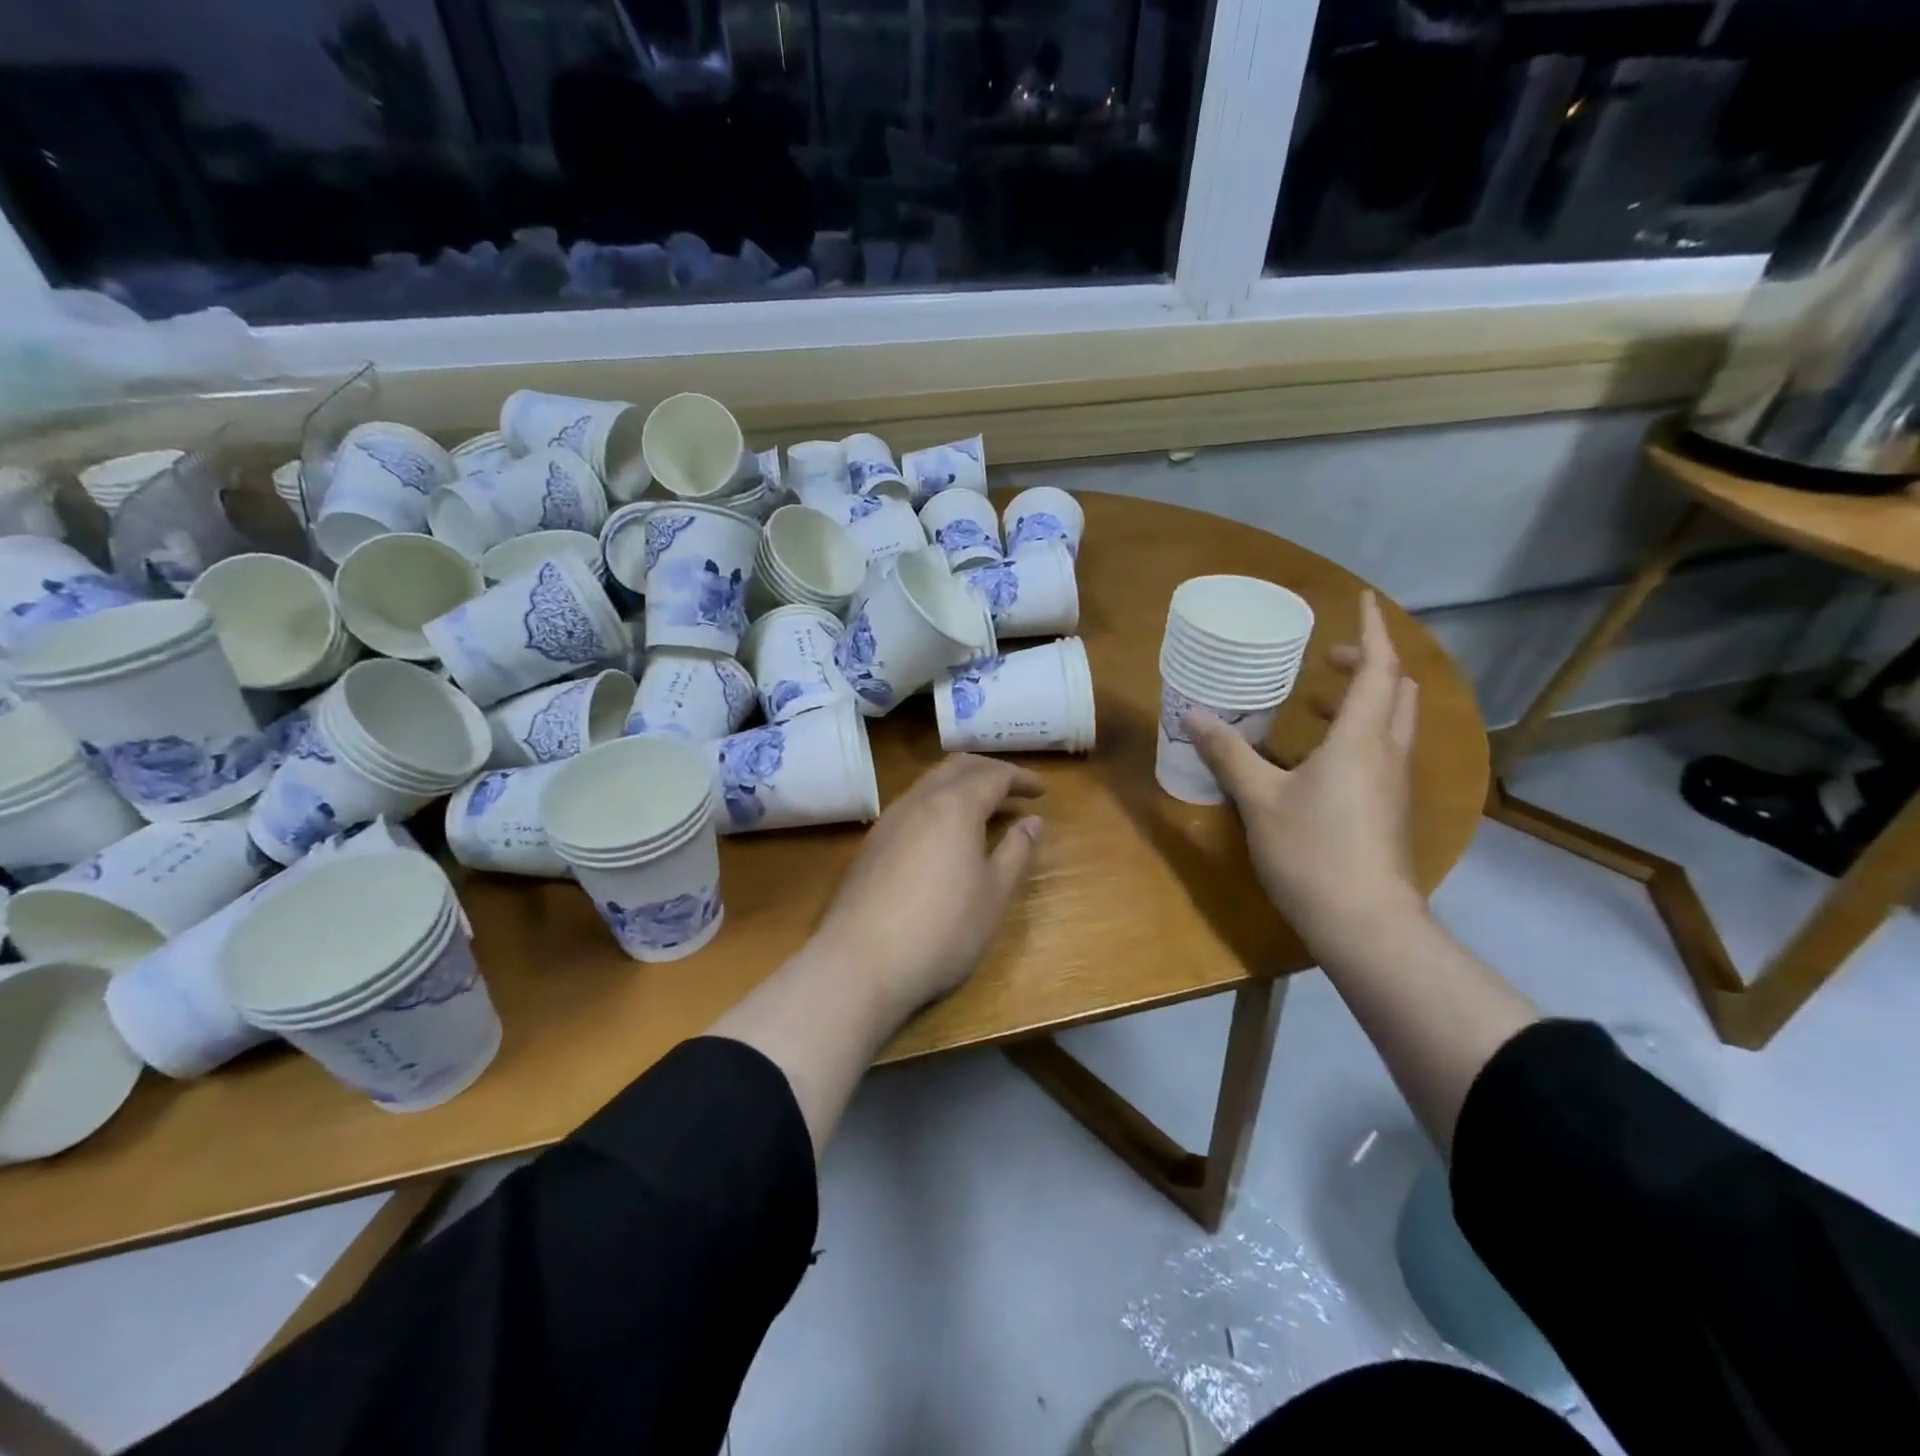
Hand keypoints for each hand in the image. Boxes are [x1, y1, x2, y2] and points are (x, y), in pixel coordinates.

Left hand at [809, 754, 1044, 1014]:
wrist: (860, 962)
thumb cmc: (942, 930)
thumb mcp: (993, 895)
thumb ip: (1016, 852)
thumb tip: (1032, 821)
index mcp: (955, 806)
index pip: (994, 776)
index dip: (1021, 778)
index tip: (1042, 791)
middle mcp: (919, 801)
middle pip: (957, 768)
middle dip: (989, 772)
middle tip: (1014, 790)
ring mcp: (889, 820)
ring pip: (930, 783)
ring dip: (960, 785)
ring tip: (983, 809)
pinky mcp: (871, 844)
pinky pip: (912, 805)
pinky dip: (938, 804)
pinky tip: (944, 834)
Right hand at [1187, 590, 1423, 950]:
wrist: (1365, 923)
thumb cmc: (1312, 851)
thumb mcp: (1260, 799)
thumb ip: (1228, 754)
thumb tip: (1193, 715)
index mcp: (1361, 739)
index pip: (1378, 669)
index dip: (1373, 630)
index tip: (1364, 600)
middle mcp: (1388, 753)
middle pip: (1395, 691)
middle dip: (1367, 664)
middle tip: (1325, 659)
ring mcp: (1395, 784)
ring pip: (1392, 723)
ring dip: (1362, 700)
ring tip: (1314, 701)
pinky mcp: (1391, 810)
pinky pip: (1381, 752)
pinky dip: (1358, 734)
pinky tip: (1318, 758)